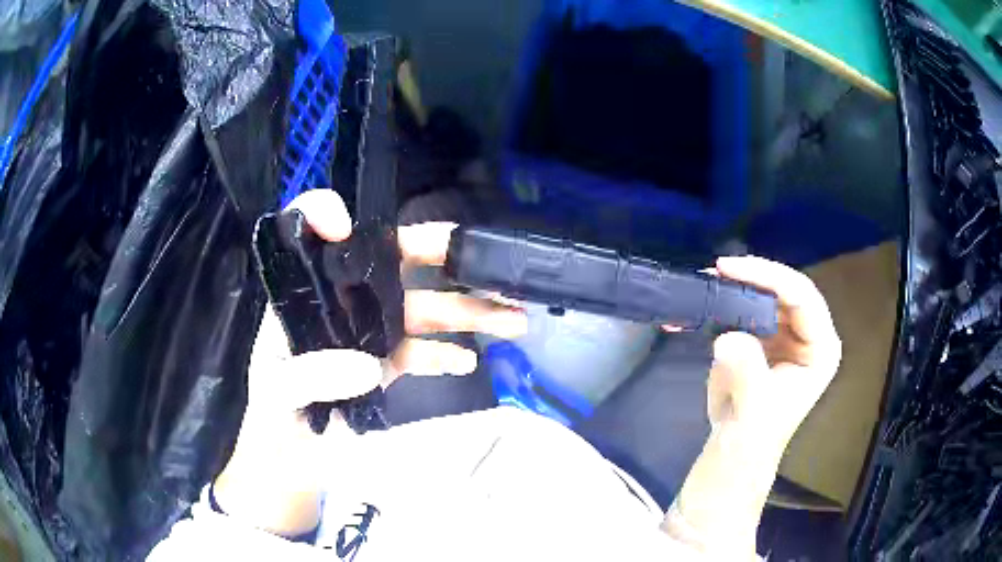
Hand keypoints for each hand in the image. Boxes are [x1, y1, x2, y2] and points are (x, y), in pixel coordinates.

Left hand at [214, 190, 526, 532]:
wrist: (291, 457)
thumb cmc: (273, 416)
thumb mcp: (276, 391)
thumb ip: (309, 375)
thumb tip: (369, 365)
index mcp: (304, 291)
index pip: (310, 234)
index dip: (326, 214)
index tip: (345, 227)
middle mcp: (340, 300)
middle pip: (389, 262)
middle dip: (439, 254)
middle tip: (487, 256)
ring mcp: (367, 331)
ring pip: (421, 308)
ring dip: (467, 310)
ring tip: (511, 315)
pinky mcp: (386, 364)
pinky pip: (421, 352)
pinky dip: (445, 354)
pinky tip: (467, 359)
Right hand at [706, 256, 841, 444]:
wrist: (735, 448)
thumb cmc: (753, 434)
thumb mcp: (753, 406)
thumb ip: (746, 369)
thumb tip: (726, 338)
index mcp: (821, 348)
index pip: (803, 298)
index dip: (770, 277)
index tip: (731, 269)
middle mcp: (809, 333)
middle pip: (787, 288)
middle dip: (753, 275)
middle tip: (718, 268)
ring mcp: (788, 332)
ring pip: (768, 292)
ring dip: (739, 283)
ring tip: (709, 278)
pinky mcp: (766, 334)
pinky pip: (750, 305)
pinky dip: (729, 299)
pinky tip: (709, 294)